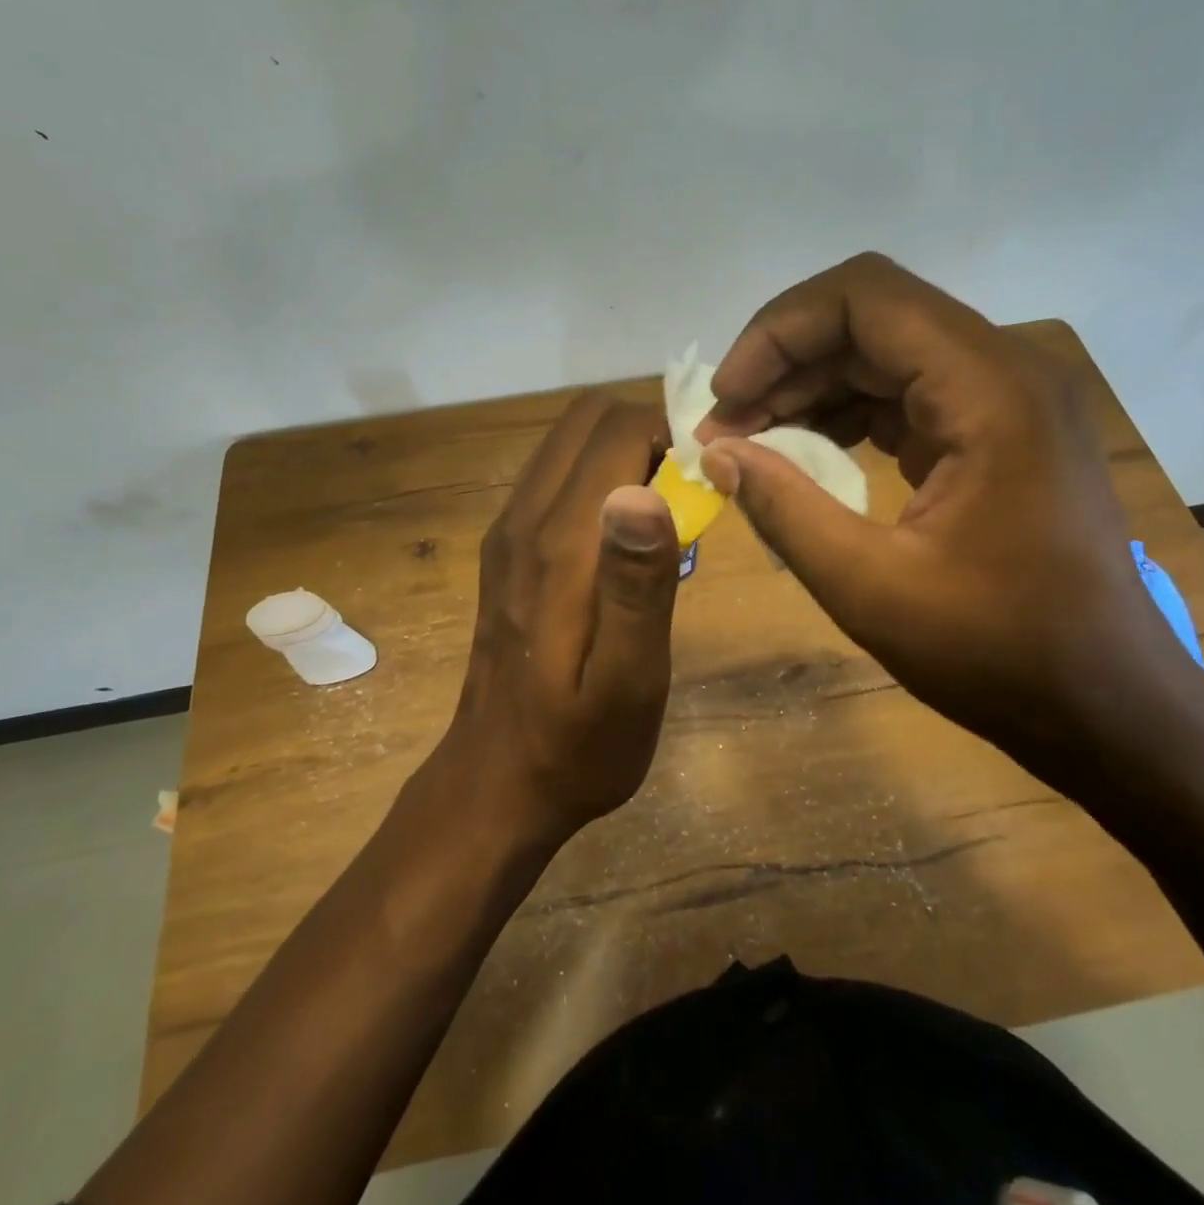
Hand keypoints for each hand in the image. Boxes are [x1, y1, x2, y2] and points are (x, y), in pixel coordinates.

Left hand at [439, 392, 681, 845]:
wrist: (497, 783)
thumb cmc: (578, 746)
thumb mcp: (630, 682)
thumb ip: (638, 585)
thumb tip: (646, 490)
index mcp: (561, 543)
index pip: (616, 431)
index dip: (670, 439)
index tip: (706, 485)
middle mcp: (525, 517)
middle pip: (586, 421)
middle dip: (646, 436)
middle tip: (687, 496)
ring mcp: (508, 530)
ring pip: (567, 443)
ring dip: (621, 453)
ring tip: (662, 515)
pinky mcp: (506, 548)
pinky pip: (554, 477)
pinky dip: (596, 477)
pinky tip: (621, 539)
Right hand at [699, 253, 1198, 785]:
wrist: (1108, 706)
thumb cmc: (1000, 653)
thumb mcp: (871, 587)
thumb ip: (785, 509)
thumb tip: (716, 454)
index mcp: (989, 390)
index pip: (864, 297)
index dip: (778, 332)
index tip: (727, 398)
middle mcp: (1004, 371)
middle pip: (869, 318)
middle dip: (783, 363)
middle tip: (725, 428)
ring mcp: (1004, 400)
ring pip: (882, 353)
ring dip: (808, 388)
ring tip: (751, 442)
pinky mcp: (994, 432)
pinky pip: (904, 394)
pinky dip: (844, 414)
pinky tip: (804, 455)